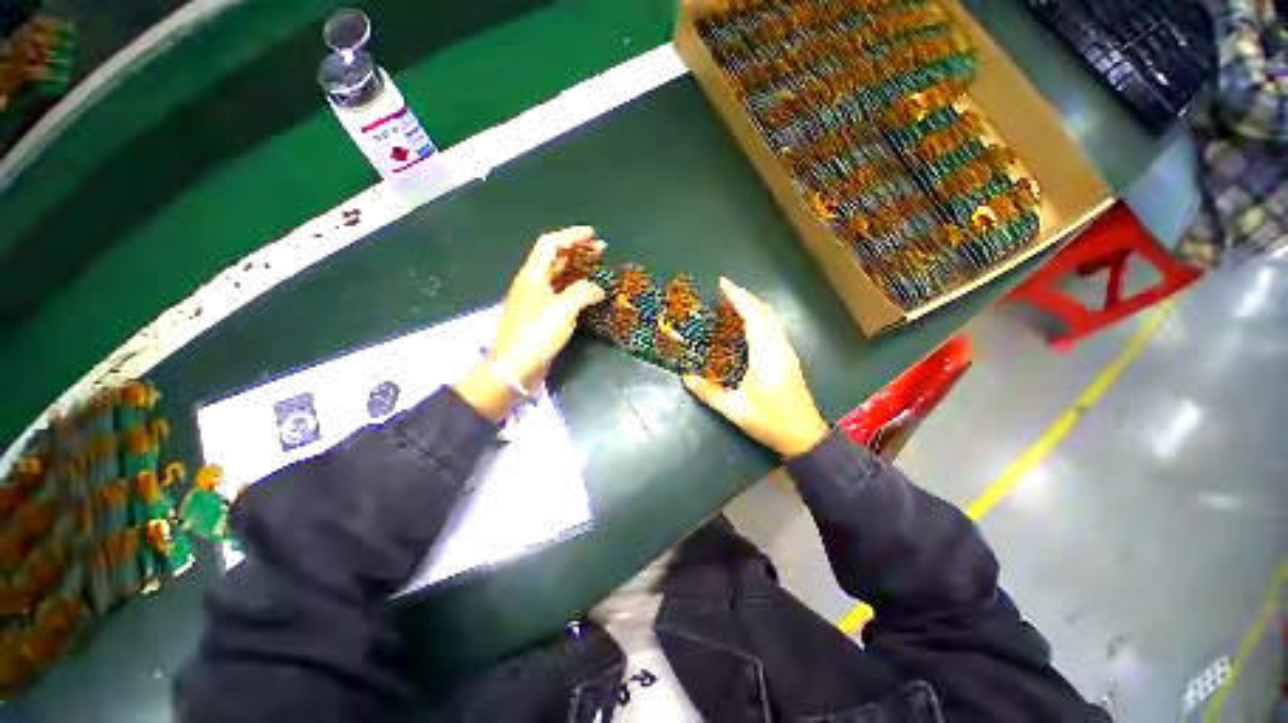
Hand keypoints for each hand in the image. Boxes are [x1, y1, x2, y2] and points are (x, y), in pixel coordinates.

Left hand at [455, 227, 605, 420]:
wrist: (515, 367)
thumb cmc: (537, 334)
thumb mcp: (562, 310)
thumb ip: (582, 293)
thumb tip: (597, 289)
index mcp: (532, 276)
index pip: (551, 244)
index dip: (571, 235)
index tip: (592, 234)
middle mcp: (531, 283)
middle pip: (555, 258)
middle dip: (578, 250)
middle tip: (601, 249)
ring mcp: (535, 300)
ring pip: (558, 276)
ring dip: (577, 269)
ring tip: (597, 268)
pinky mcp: (540, 316)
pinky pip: (559, 293)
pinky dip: (574, 288)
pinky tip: (587, 293)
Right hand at [683, 278, 829, 457]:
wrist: (805, 436)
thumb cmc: (770, 422)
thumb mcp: (735, 410)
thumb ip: (709, 393)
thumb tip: (686, 378)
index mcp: (765, 356)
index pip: (753, 316)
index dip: (738, 297)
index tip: (723, 283)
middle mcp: (779, 348)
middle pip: (765, 312)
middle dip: (745, 296)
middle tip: (724, 291)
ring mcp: (788, 352)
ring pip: (772, 318)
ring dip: (753, 306)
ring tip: (732, 303)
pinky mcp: (790, 357)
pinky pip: (774, 328)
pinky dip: (760, 317)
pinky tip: (748, 323)